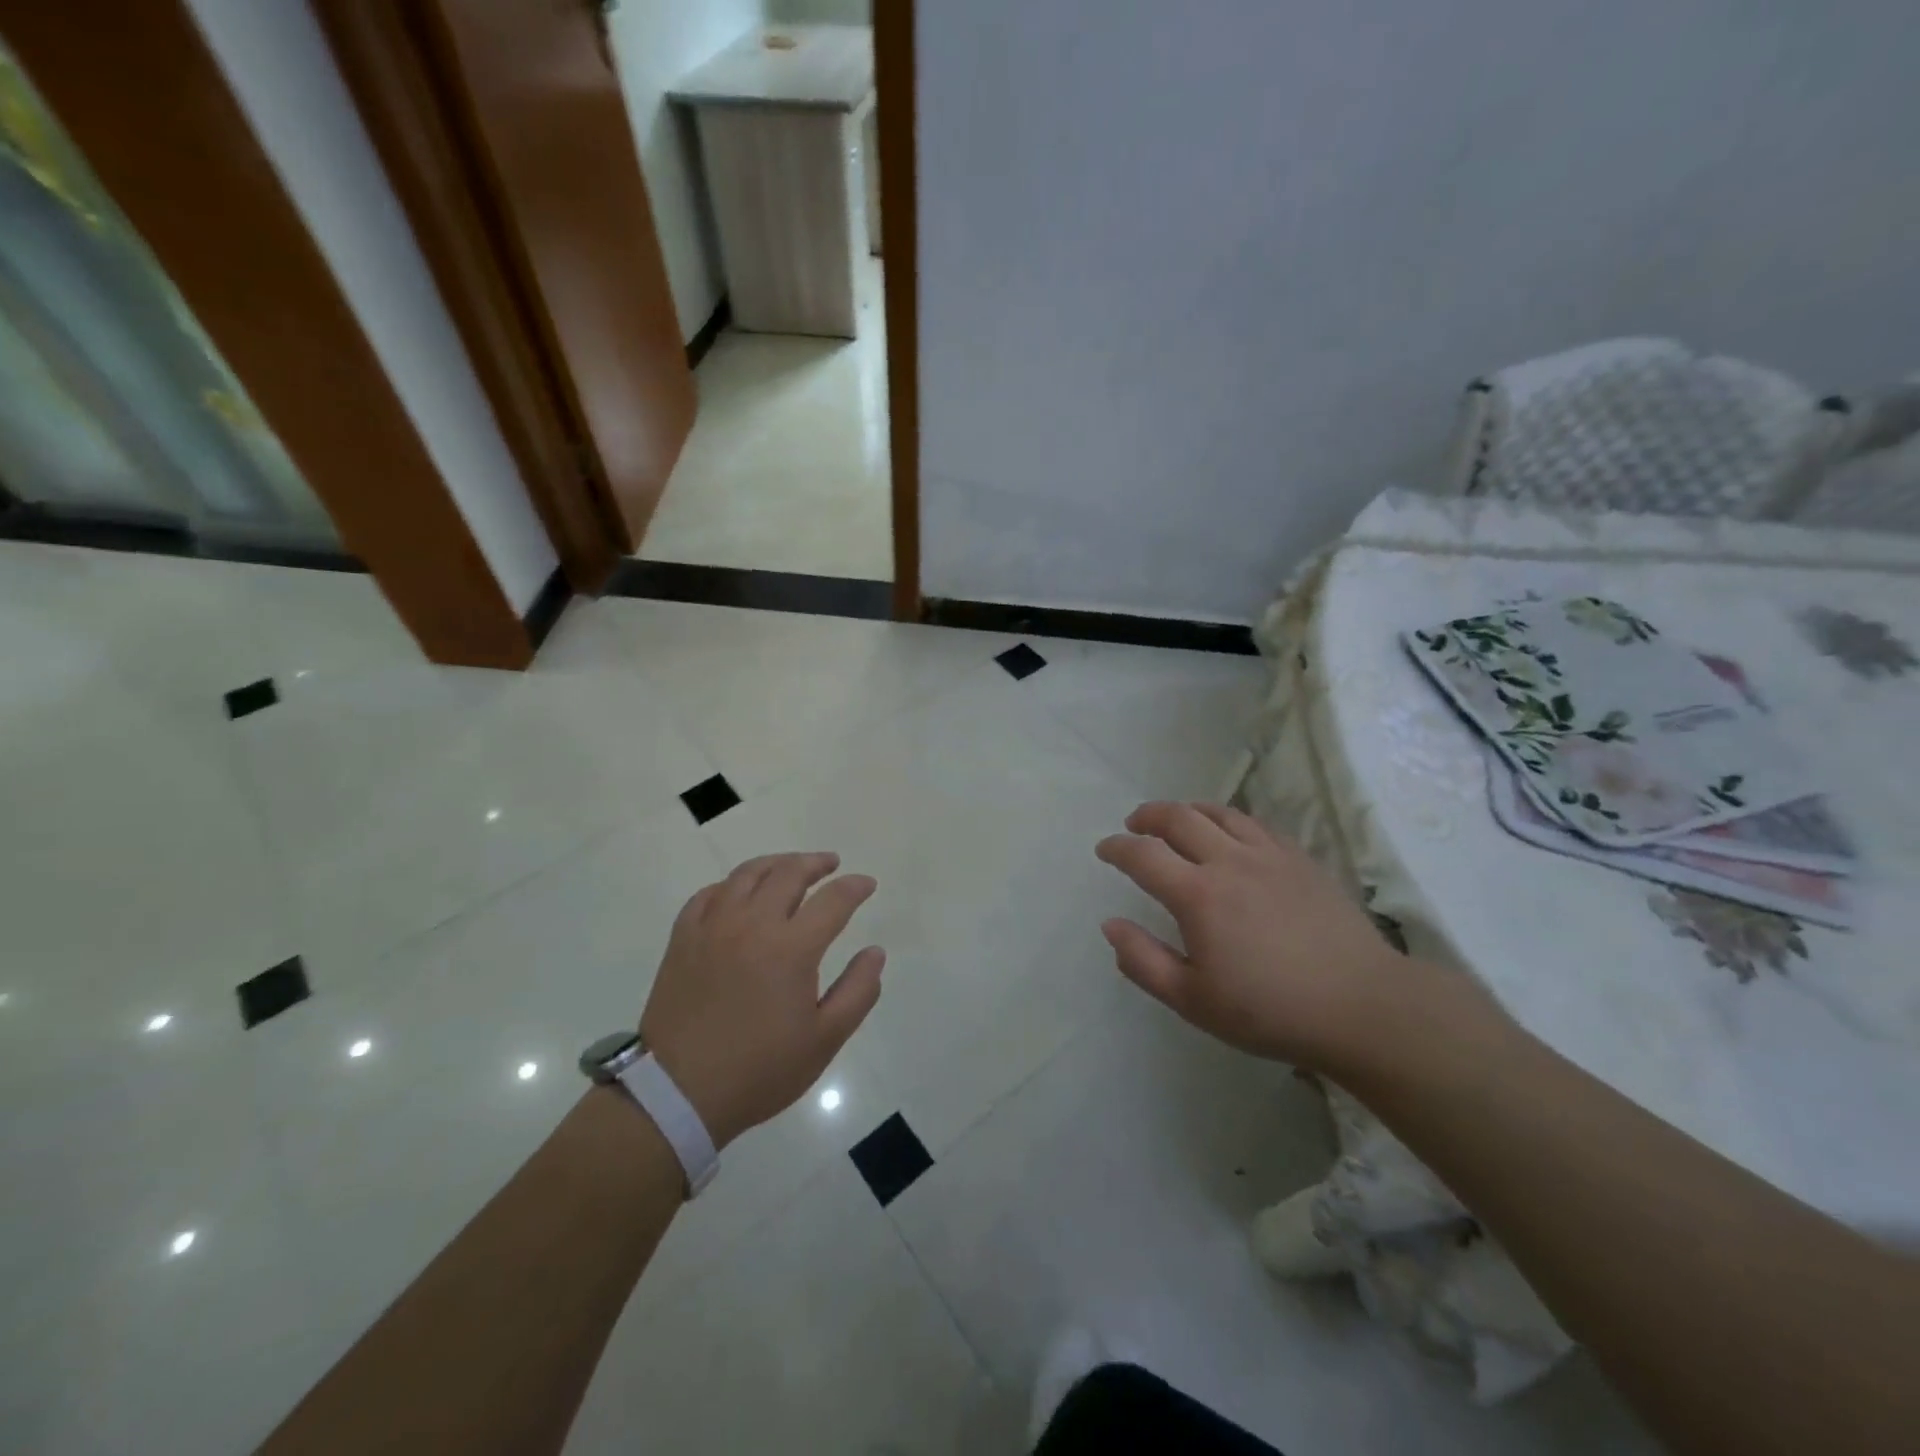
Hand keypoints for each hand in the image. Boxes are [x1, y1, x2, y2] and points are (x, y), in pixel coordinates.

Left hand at [640, 852, 883, 1148]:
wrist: (677, 1094)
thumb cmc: (759, 1070)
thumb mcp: (824, 1039)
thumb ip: (858, 991)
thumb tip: (875, 952)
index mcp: (792, 948)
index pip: (833, 899)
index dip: (855, 887)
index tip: (867, 884)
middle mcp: (753, 924)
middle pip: (789, 873)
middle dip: (816, 863)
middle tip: (831, 864)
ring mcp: (713, 927)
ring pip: (747, 874)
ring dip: (776, 864)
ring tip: (790, 867)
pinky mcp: (683, 938)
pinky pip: (708, 894)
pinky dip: (730, 885)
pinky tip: (738, 893)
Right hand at [1095, 802, 1430, 1073]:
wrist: (1361, 1007)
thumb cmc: (1270, 1011)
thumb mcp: (1193, 1000)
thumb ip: (1144, 961)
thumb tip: (1110, 924)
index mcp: (1197, 895)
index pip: (1143, 855)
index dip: (1117, 848)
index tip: (1104, 849)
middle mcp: (1229, 861)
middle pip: (1179, 818)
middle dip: (1148, 816)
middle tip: (1134, 824)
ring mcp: (1269, 855)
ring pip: (1219, 813)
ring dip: (1188, 810)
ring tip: (1176, 819)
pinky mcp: (1300, 859)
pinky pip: (1256, 824)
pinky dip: (1229, 820)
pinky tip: (1230, 834)